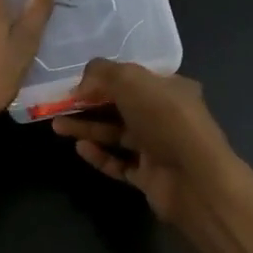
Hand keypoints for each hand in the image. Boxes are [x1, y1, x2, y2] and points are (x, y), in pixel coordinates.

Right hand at [50, 61, 239, 229]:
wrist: (195, 178)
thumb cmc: (166, 119)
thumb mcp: (131, 80)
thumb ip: (102, 73)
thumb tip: (80, 86)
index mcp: (171, 88)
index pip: (134, 79)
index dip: (104, 79)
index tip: (76, 84)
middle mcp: (166, 116)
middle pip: (121, 107)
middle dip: (89, 105)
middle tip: (59, 106)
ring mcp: (158, 148)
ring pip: (116, 135)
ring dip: (88, 129)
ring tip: (57, 126)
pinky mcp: (149, 177)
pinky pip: (119, 163)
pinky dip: (100, 156)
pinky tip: (80, 149)